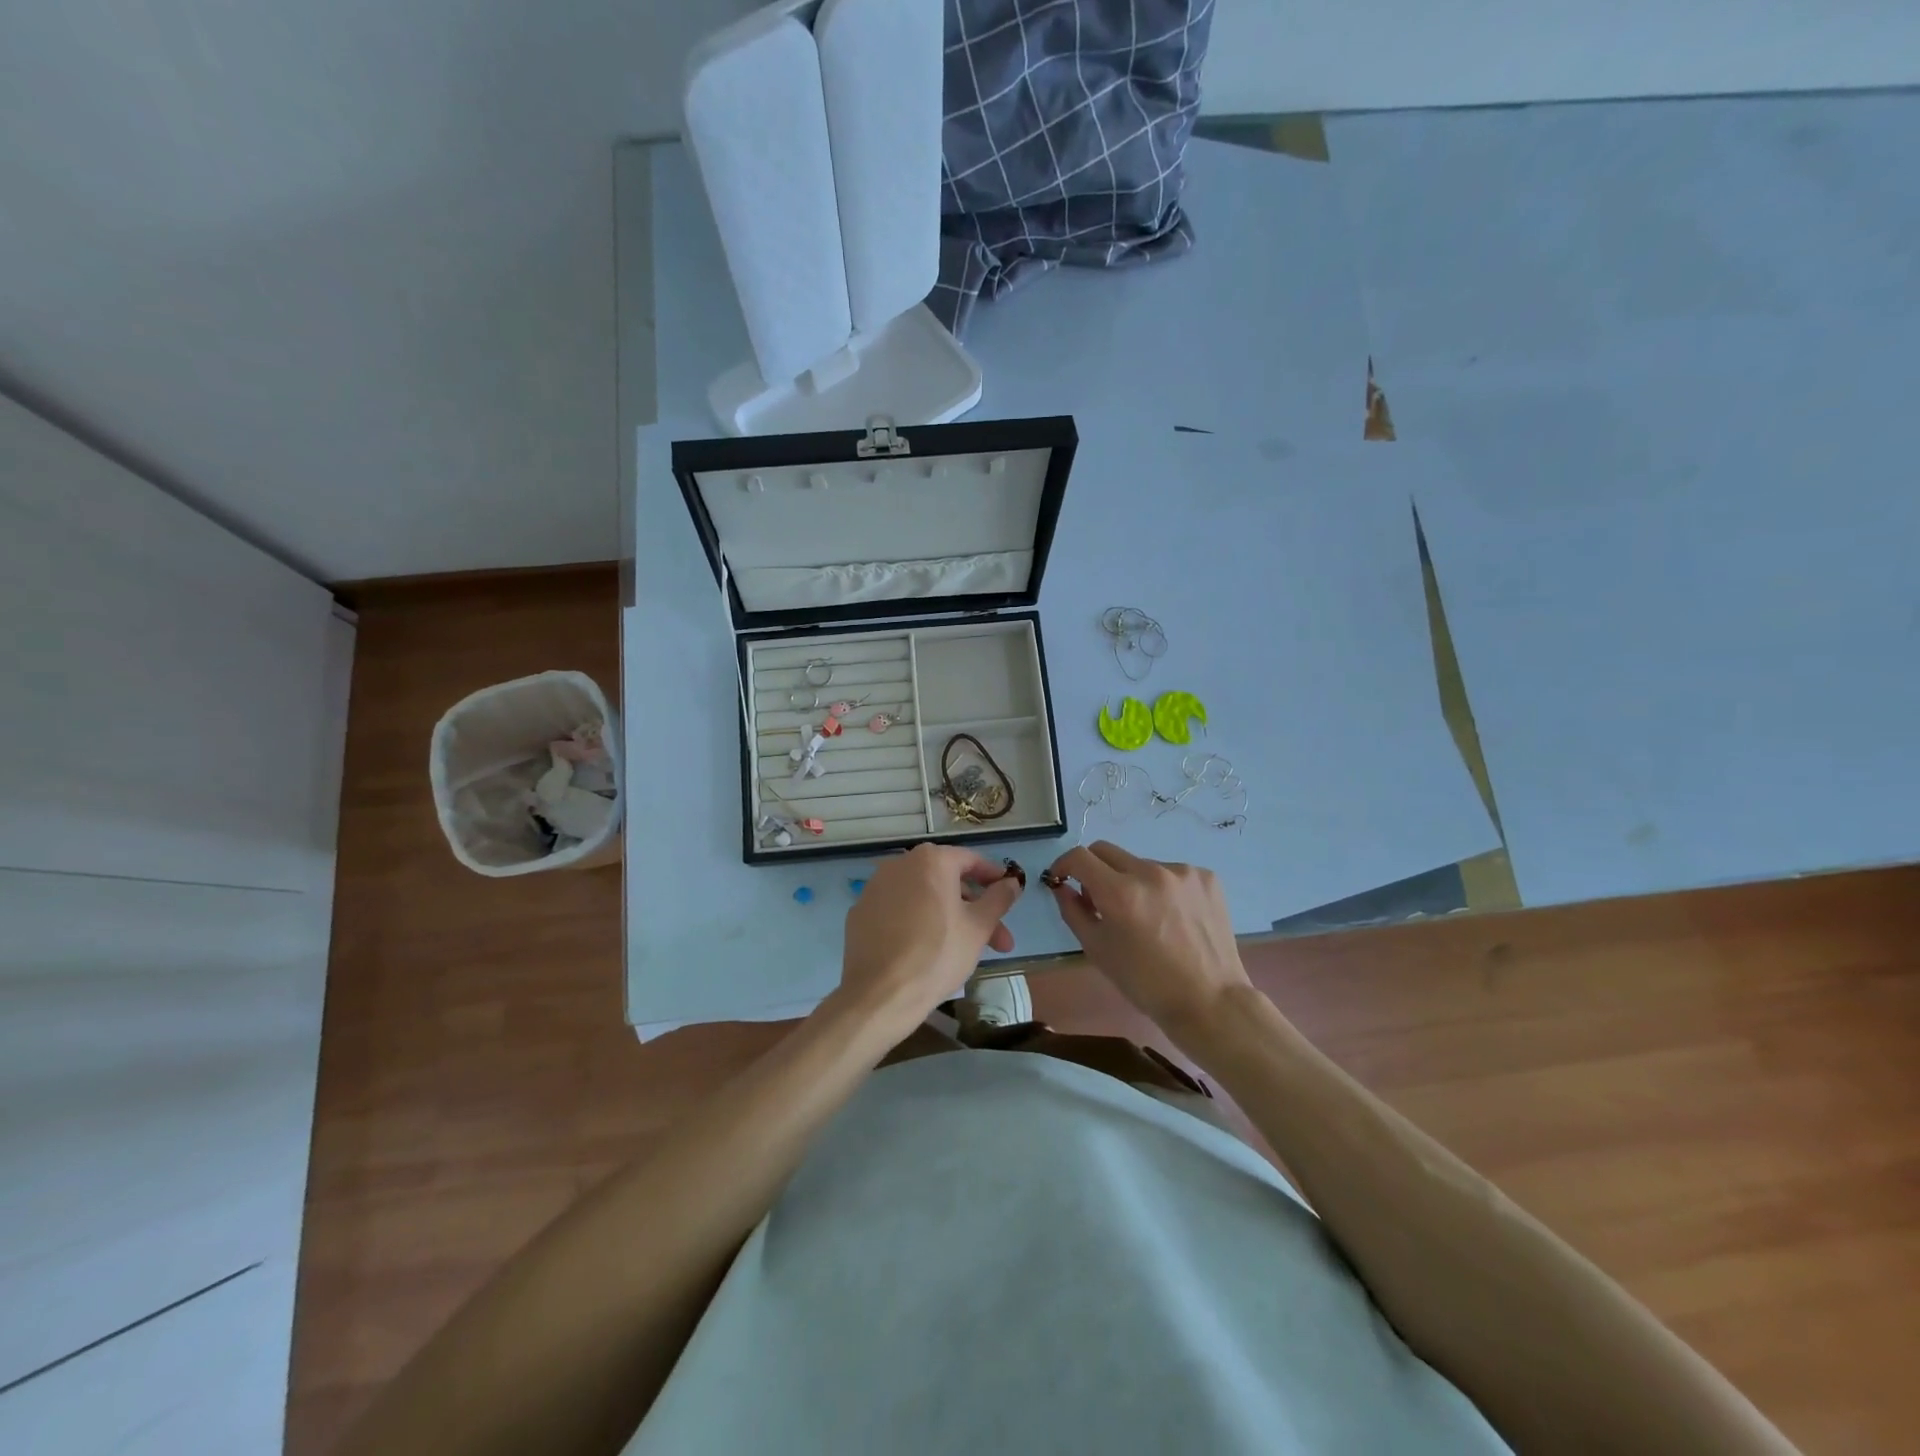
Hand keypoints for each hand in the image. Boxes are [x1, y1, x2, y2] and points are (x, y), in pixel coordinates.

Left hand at [838, 845, 1022, 1038]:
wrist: (880, 994)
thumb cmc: (938, 954)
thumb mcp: (979, 927)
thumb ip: (999, 899)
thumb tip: (1012, 882)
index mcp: (930, 860)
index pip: (971, 861)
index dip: (994, 879)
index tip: (1009, 897)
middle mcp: (899, 864)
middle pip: (947, 881)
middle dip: (975, 909)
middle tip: (997, 942)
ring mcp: (875, 888)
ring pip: (922, 897)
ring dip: (948, 917)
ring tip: (965, 950)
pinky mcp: (860, 913)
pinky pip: (898, 911)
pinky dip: (917, 923)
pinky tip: (926, 950)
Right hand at [1044, 842, 1251, 1034]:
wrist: (1209, 1001)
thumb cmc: (1146, 983)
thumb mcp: (1098, 950)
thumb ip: (1074, 911)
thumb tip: (1063, 886)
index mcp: (1120, 892)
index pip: (1080, 856)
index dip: (1064, 864)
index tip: (1063, 878)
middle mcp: (1151, 872)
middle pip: (1107, 851)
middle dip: (1095, 870)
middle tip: (1100, 899)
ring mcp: (1183, 872)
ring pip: (1141, 864)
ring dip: (1133, 881)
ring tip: (1146, 916)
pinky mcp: (1206, 877)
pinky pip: (1171, 873)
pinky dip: (1163, 888)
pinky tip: (1173, 916)